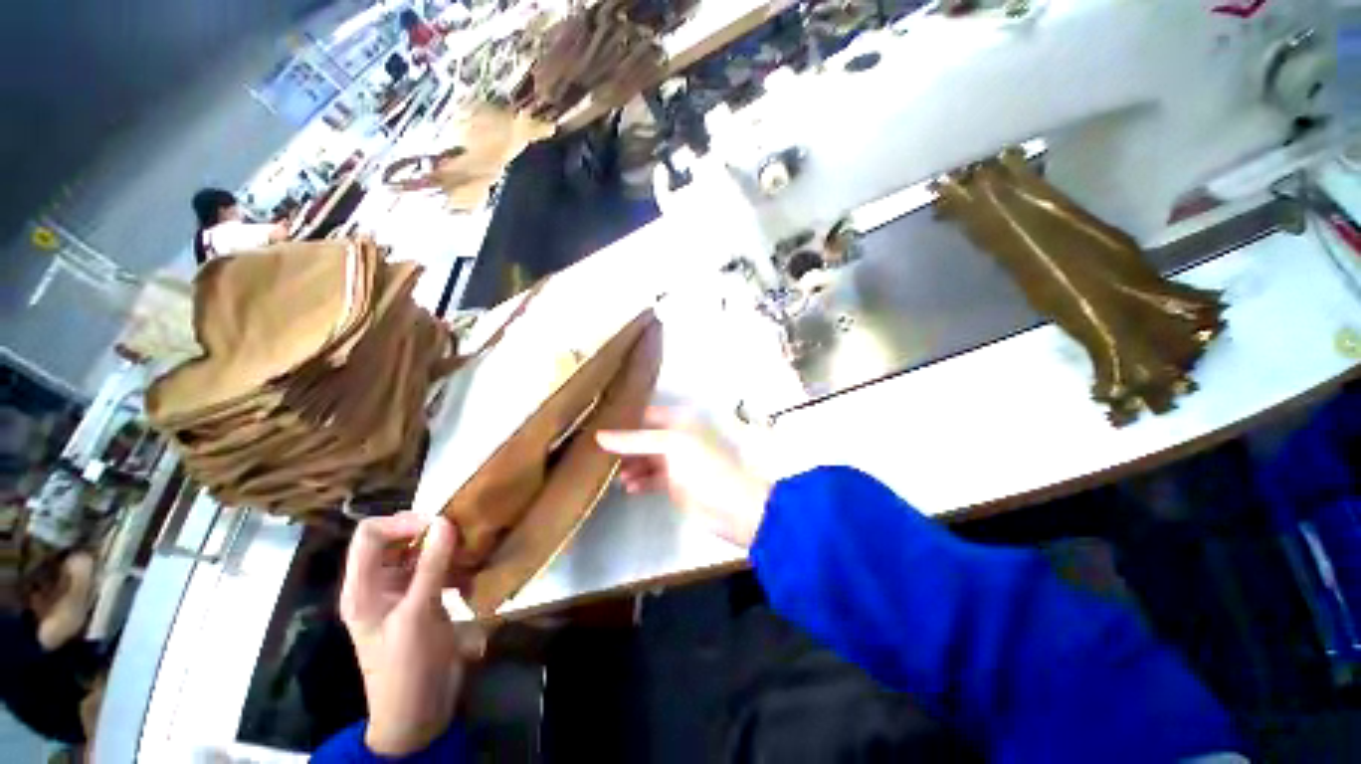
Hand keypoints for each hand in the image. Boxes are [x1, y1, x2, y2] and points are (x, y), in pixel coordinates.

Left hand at [340, 513, 484, 756]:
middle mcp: (379, 584)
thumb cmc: (406, 667)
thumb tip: (445, 520)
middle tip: (461, 534)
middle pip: (397, 539)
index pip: (370, 534)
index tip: (439, 523)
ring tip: (471, 552)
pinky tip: (471, 574)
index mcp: (363, 587)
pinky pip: (438, 569)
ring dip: (446, 548)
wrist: (418, 712)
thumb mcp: (417, 615)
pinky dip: (455, 566)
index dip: (402, 522)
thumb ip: (430, 567)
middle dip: (429, 532)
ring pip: (420, 552)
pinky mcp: (424, 600)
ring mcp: (403, 593)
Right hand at [597, 408, 771, 547]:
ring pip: (646, 459)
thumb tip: (599, 436)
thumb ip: (634, 441)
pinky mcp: (676, 483)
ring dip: (630, 466)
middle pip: (644, 438)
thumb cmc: (703, 467)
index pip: (645, 415)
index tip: (595, 427)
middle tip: (596, 454)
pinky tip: (628, 488)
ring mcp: (676, 461)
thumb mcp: (670, 445)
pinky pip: (652, 478)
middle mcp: (676, 437)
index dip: (623, 421)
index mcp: (679, 421)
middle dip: (623, 446)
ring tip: (611, 475)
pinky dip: (640, 481)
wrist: (732, 506)